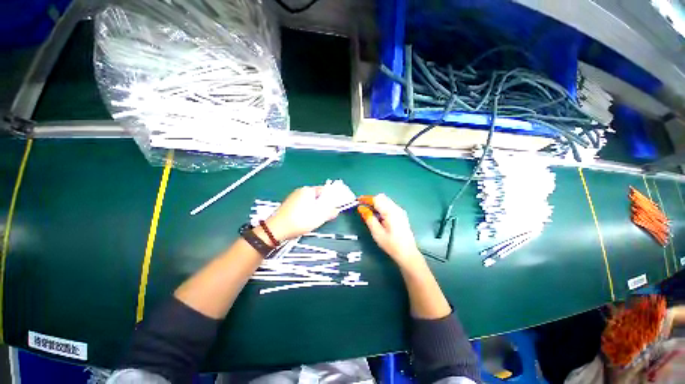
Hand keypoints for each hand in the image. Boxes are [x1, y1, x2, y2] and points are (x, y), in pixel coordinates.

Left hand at [265, 186, 339, 240]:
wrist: (276, 230)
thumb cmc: (299, 221)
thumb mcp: (319, 217)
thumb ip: (330, 212)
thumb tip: (336, 210)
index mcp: (308, 190)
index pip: (325, 190)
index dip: (332, 197)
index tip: (335, 205)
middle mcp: (300, 191)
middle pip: (317, 195)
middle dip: (323, 204)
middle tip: (326, 214)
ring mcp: (293, 197)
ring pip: (310, 201)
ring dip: (315, 208)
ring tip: (315, 218)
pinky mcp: (289, 204)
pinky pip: (302, 204)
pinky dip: (307, 210)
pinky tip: (305, 219)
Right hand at [358, 194, 422, 268]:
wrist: (407, 253)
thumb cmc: (391, 244)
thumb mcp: (377, 232)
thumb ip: (369, 218)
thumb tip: (361, 208)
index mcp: (390, 212)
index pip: (376, 199)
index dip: (366, 199)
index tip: (357, 200)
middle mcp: (396, 208)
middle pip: (382, 197)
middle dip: (371, 200)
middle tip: (363, 207)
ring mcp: (400, 211)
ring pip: (386, 200)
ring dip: (376, 203)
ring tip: (369, 212)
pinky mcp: (401, 214)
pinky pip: (389, 205)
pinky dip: (382, 206)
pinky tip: (378, 216)